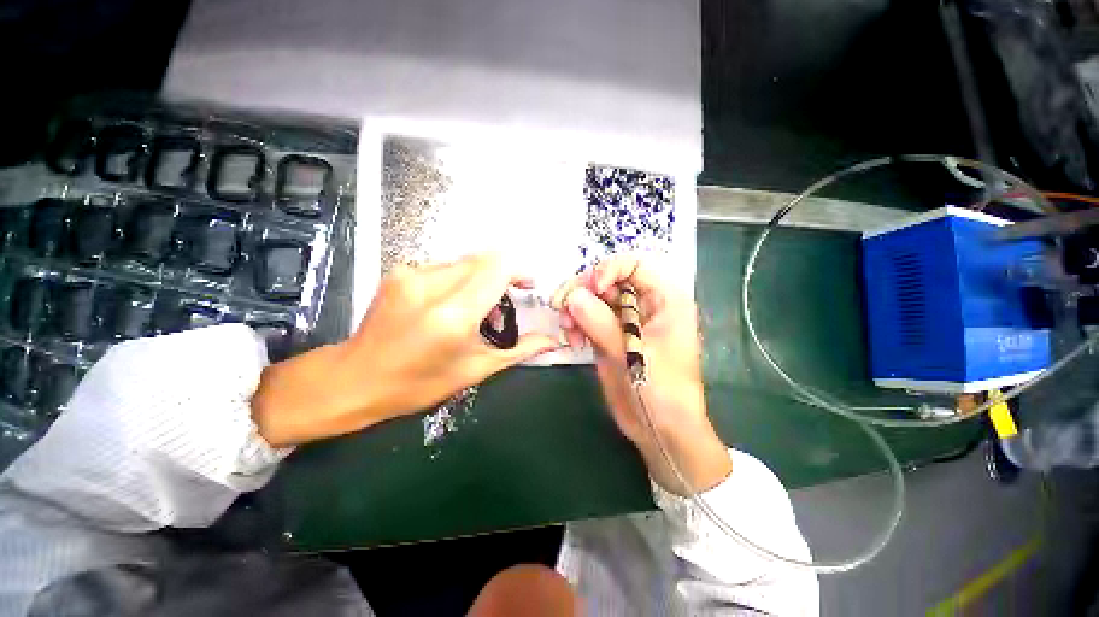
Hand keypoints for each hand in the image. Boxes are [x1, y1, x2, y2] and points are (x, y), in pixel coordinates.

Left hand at [252, 254, 559, 446]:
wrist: (356, 378)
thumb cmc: (418, 383)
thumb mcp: (475, 369)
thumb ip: (519, 350)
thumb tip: (551, 342)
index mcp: (453, 315)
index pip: (496, 268)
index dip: (518, 270)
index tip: (527, 285)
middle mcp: (431, 286)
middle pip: (483, 259)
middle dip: (502, 275)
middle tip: (504, 303)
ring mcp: (411, 274)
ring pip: (465, 261)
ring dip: (481, 278)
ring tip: (477, 309)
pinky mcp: (400, 272)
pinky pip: (444, 266)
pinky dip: (459, 280)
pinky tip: (452, 304)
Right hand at [552, 255, 730, 493]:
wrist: (661, 431)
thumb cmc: (664, 392)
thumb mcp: (634, 354)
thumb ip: (602, 323)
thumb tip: (572, 297)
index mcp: (664, 300)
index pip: (633, 265)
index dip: (608, 269)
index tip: (590, 288)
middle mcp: (644, 305)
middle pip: (607, 281)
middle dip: (582, 291)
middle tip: (562, 307)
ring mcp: (625, 321)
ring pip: (593, 299)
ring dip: (574, 308)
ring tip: (567, 330)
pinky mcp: (610, 336)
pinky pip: (587, 319)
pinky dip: (575, 324)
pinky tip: (572, 340)